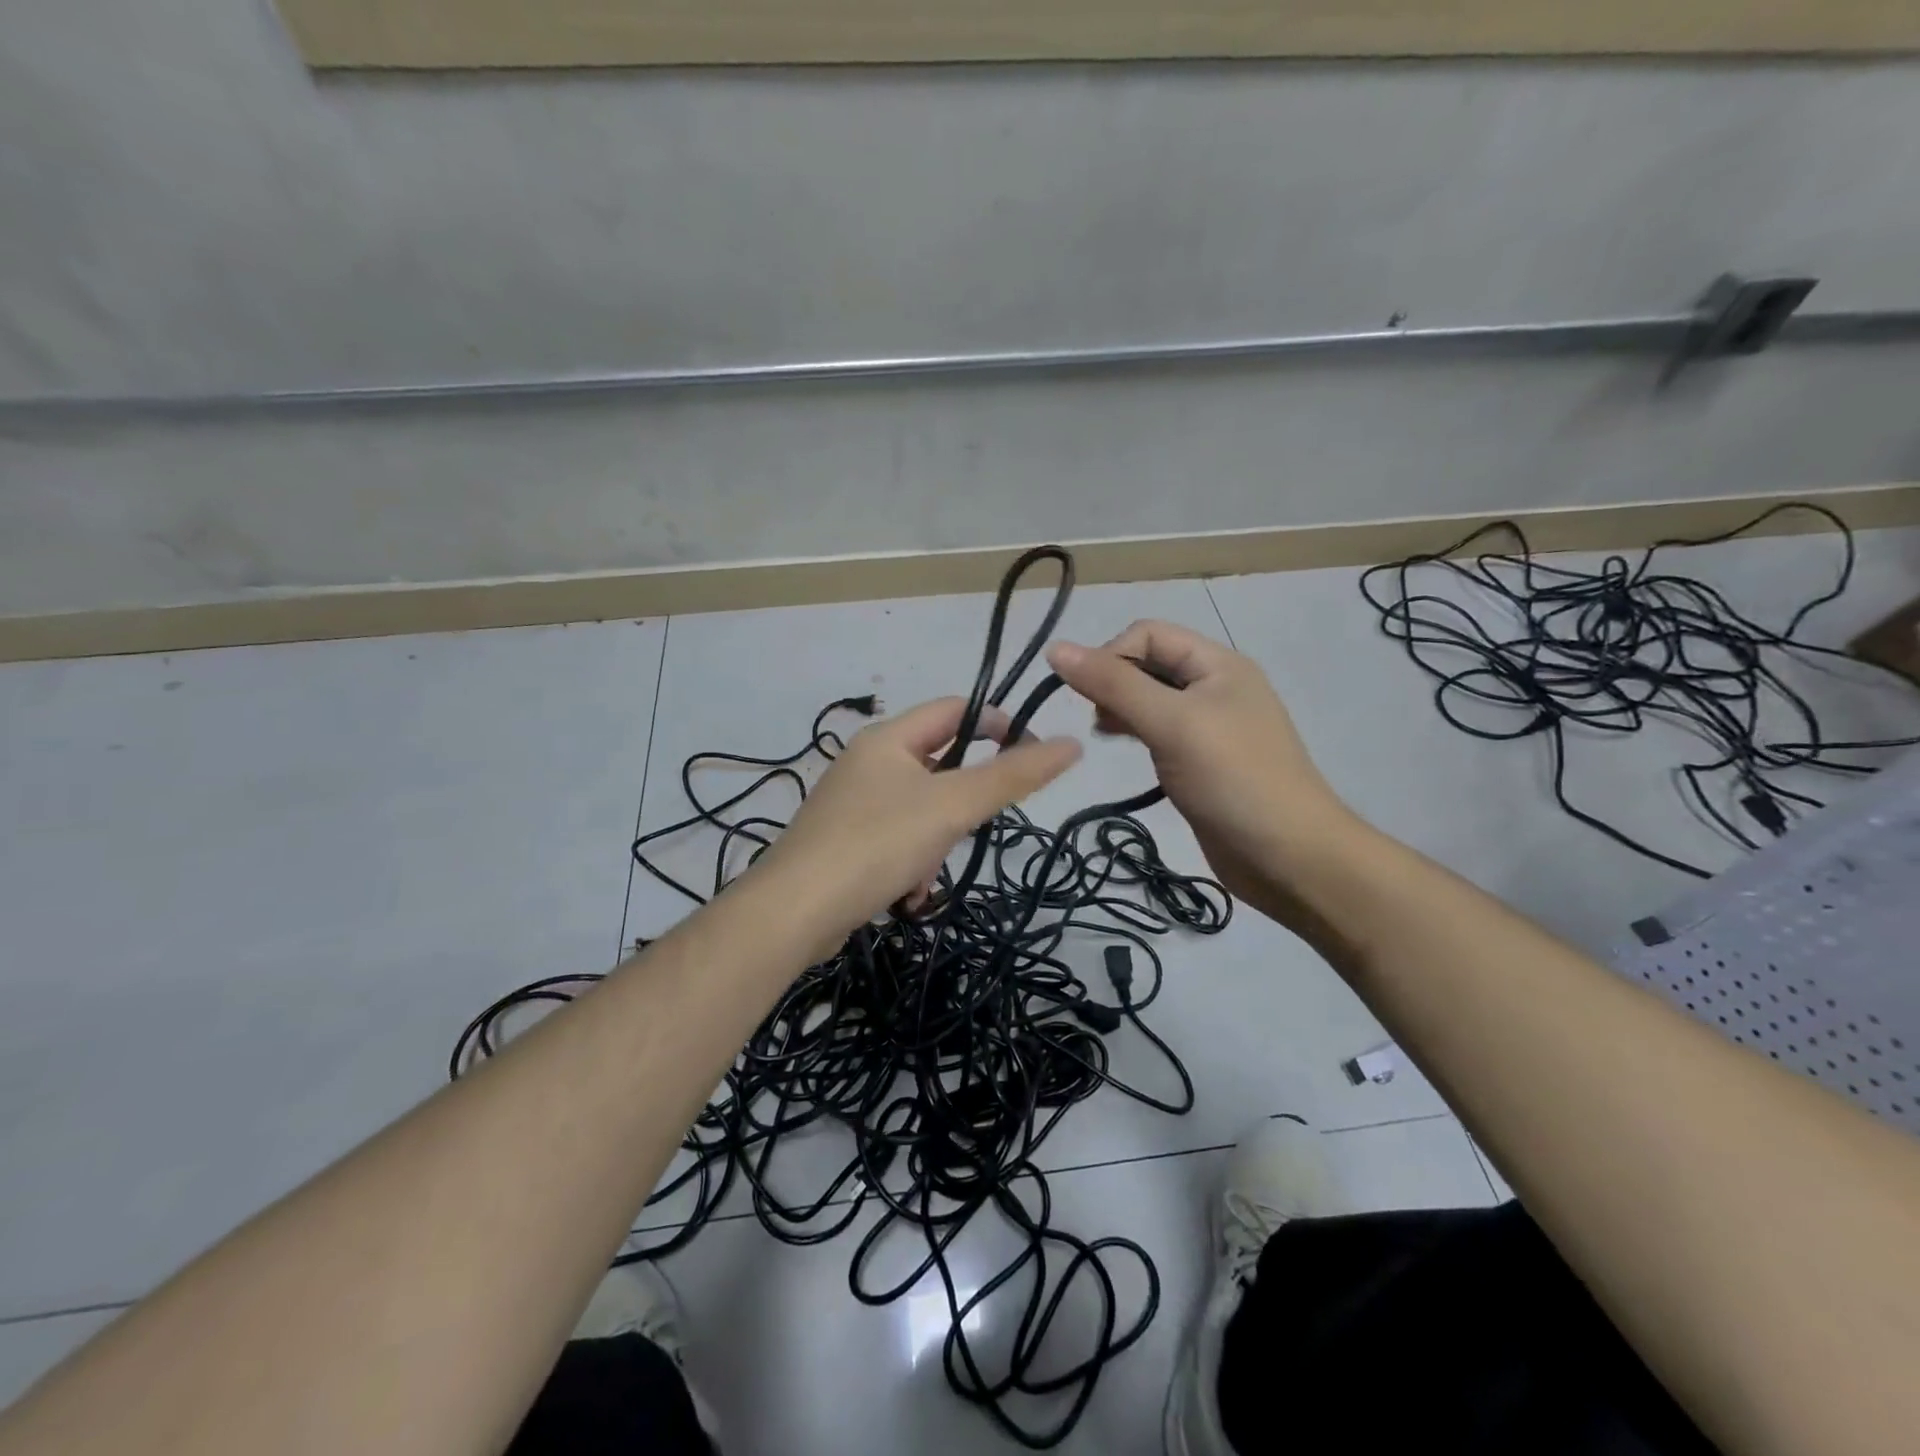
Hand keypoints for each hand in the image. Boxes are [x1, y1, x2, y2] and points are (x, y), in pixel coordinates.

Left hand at [755, 696, 1081, 946]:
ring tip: (924, 876)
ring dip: (935, 845)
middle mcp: (867, 762)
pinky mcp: (844, 843)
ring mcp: (852, 804)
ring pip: (921, 812)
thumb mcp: (953, 807)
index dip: (998, 724)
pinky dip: (910, 866)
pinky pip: (896, 842)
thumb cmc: (877, 844)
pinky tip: (905, 897)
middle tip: (969, 830)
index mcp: (888, 738)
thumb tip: (1072, 744)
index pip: (955, 709)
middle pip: (940, 765)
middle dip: (961, 804)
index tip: (1030, 758)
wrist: (793, 913)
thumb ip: (1012, 776)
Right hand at [1046, 621, 1358, 921]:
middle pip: (1148, 663)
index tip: (1088, 695)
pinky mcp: (1200, 760)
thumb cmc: (1233, 779)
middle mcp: (1213, 686)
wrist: (1289, 857)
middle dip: (1113, 681)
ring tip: (1102, 733)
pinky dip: (1134, 732)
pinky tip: (1121, 748)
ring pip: (1150, 699)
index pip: (1149, 633)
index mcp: (1218, 664)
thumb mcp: (1171, 723)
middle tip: (1097, 719)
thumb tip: (1056, 648)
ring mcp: (1208, 726)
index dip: (1111, 654)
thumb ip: (1114, 684)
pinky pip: (1158, 731)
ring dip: (1120, 707)